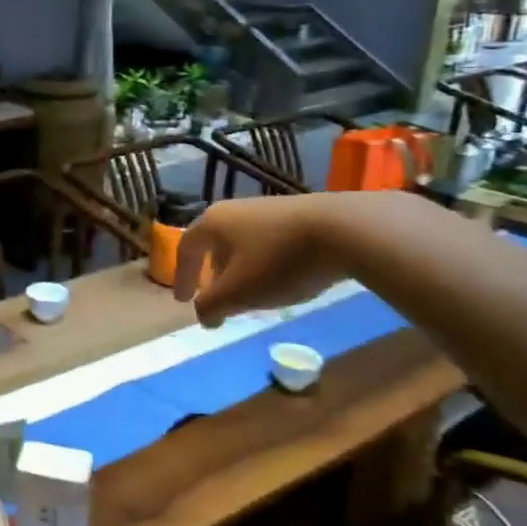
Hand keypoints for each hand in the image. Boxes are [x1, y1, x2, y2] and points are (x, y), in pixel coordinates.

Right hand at [172, 194, 355, 325]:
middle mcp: (235, 210)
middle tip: (217, 297)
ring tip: (251, 292)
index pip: (186, 249)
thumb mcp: (238, 292)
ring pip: (243, 242)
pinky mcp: (298, 215)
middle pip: (214, 244)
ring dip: (239, 269)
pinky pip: (269, 241)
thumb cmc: (278, 261)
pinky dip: (264, 262)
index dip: (182, 277)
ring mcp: (268, 209)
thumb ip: (212, 306)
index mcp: (213, 223)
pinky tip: (281, 279)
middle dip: (212, 273)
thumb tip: (203, 316)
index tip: (183, 301)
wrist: (344, 230)